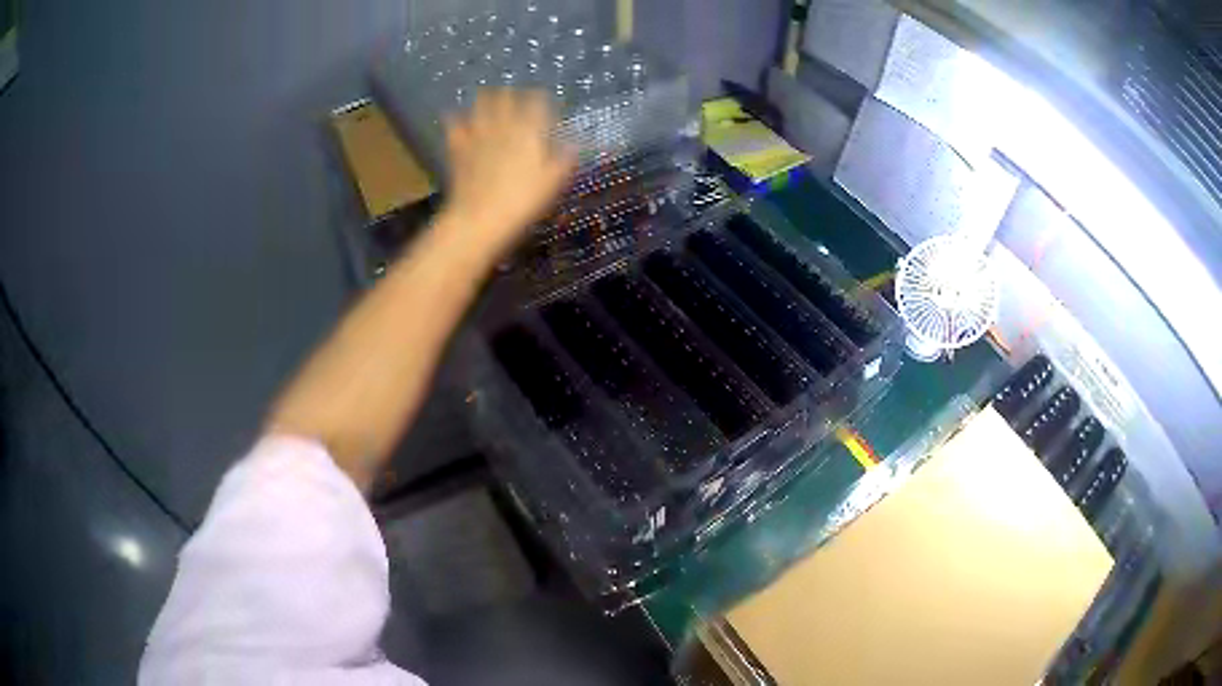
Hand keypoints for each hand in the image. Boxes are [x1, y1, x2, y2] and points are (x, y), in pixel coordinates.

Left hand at [441, 89, 576, 257]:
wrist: (480, 218)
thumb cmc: (523, 201)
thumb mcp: (553, 181)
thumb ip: (564, 158)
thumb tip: (576, 143)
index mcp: (529, 130)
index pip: (537, 101)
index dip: (541, 97)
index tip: (544, 99)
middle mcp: (503, 124)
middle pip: (506, 96)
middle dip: (511, 94)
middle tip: (514, 96)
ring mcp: (478, 134)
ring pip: (480, 104)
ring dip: (484, 100)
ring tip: (487, 99)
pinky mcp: (458, 147)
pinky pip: (455, 125)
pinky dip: (456, 120)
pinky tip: (456, 118)